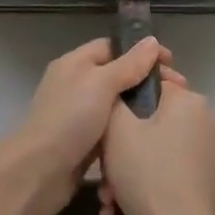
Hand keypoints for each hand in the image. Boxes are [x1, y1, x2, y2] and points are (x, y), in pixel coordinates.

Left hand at [0, 35, 171, 214]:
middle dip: (146, 84)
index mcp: (76, 63)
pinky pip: (111, 133)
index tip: (171, 64)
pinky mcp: (84, 144)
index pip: (113, 47)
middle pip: (118, 77)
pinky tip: (149, 140)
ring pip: (117, 107)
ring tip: (169, 117)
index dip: (141, 52)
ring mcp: (79, 116)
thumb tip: (152, 41)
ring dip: (139, 112)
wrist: (37, 173)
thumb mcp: (101, 84)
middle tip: (177, 94)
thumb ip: (129, 64)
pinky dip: (127, 135)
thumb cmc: (70, 119)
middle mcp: (77, 85)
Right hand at [97, 74, 214, 214]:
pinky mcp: (201, 174)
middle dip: (121, 143)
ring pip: (154, 144)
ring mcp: (205, 147)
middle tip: (102, 168)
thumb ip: (115, 97)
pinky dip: (143, 178)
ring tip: (108, 195)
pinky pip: (165, 163)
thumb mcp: (117, 129)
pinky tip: (119, 205)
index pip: (151, 80)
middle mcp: (203, 117)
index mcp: (189, 99)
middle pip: (150, 117)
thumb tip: (121, 87)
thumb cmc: (147, 174)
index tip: (104, 120)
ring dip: (127, 166)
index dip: (123, 98)